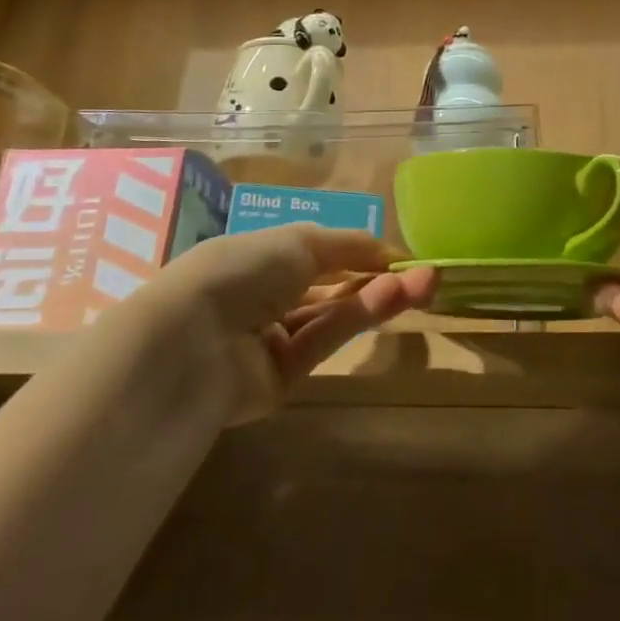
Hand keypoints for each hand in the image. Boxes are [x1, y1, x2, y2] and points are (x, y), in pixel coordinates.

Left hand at [148, 224, 437, 421]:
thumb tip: (389, 250)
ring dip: (375, 298)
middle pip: (333, 288)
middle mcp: (266, 298)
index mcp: (260, 258)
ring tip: (420, 285)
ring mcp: (272, 341)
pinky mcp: (281, 380)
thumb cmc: (243, 269)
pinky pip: (323, 343)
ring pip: (333, 316)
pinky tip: (389, 299)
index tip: (402, 256)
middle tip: (428, 275)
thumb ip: (349, 245)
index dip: (361, 253)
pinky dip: (355, 320)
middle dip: (379, 278)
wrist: (191, 340)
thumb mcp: (300, 240)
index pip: (319, 254)